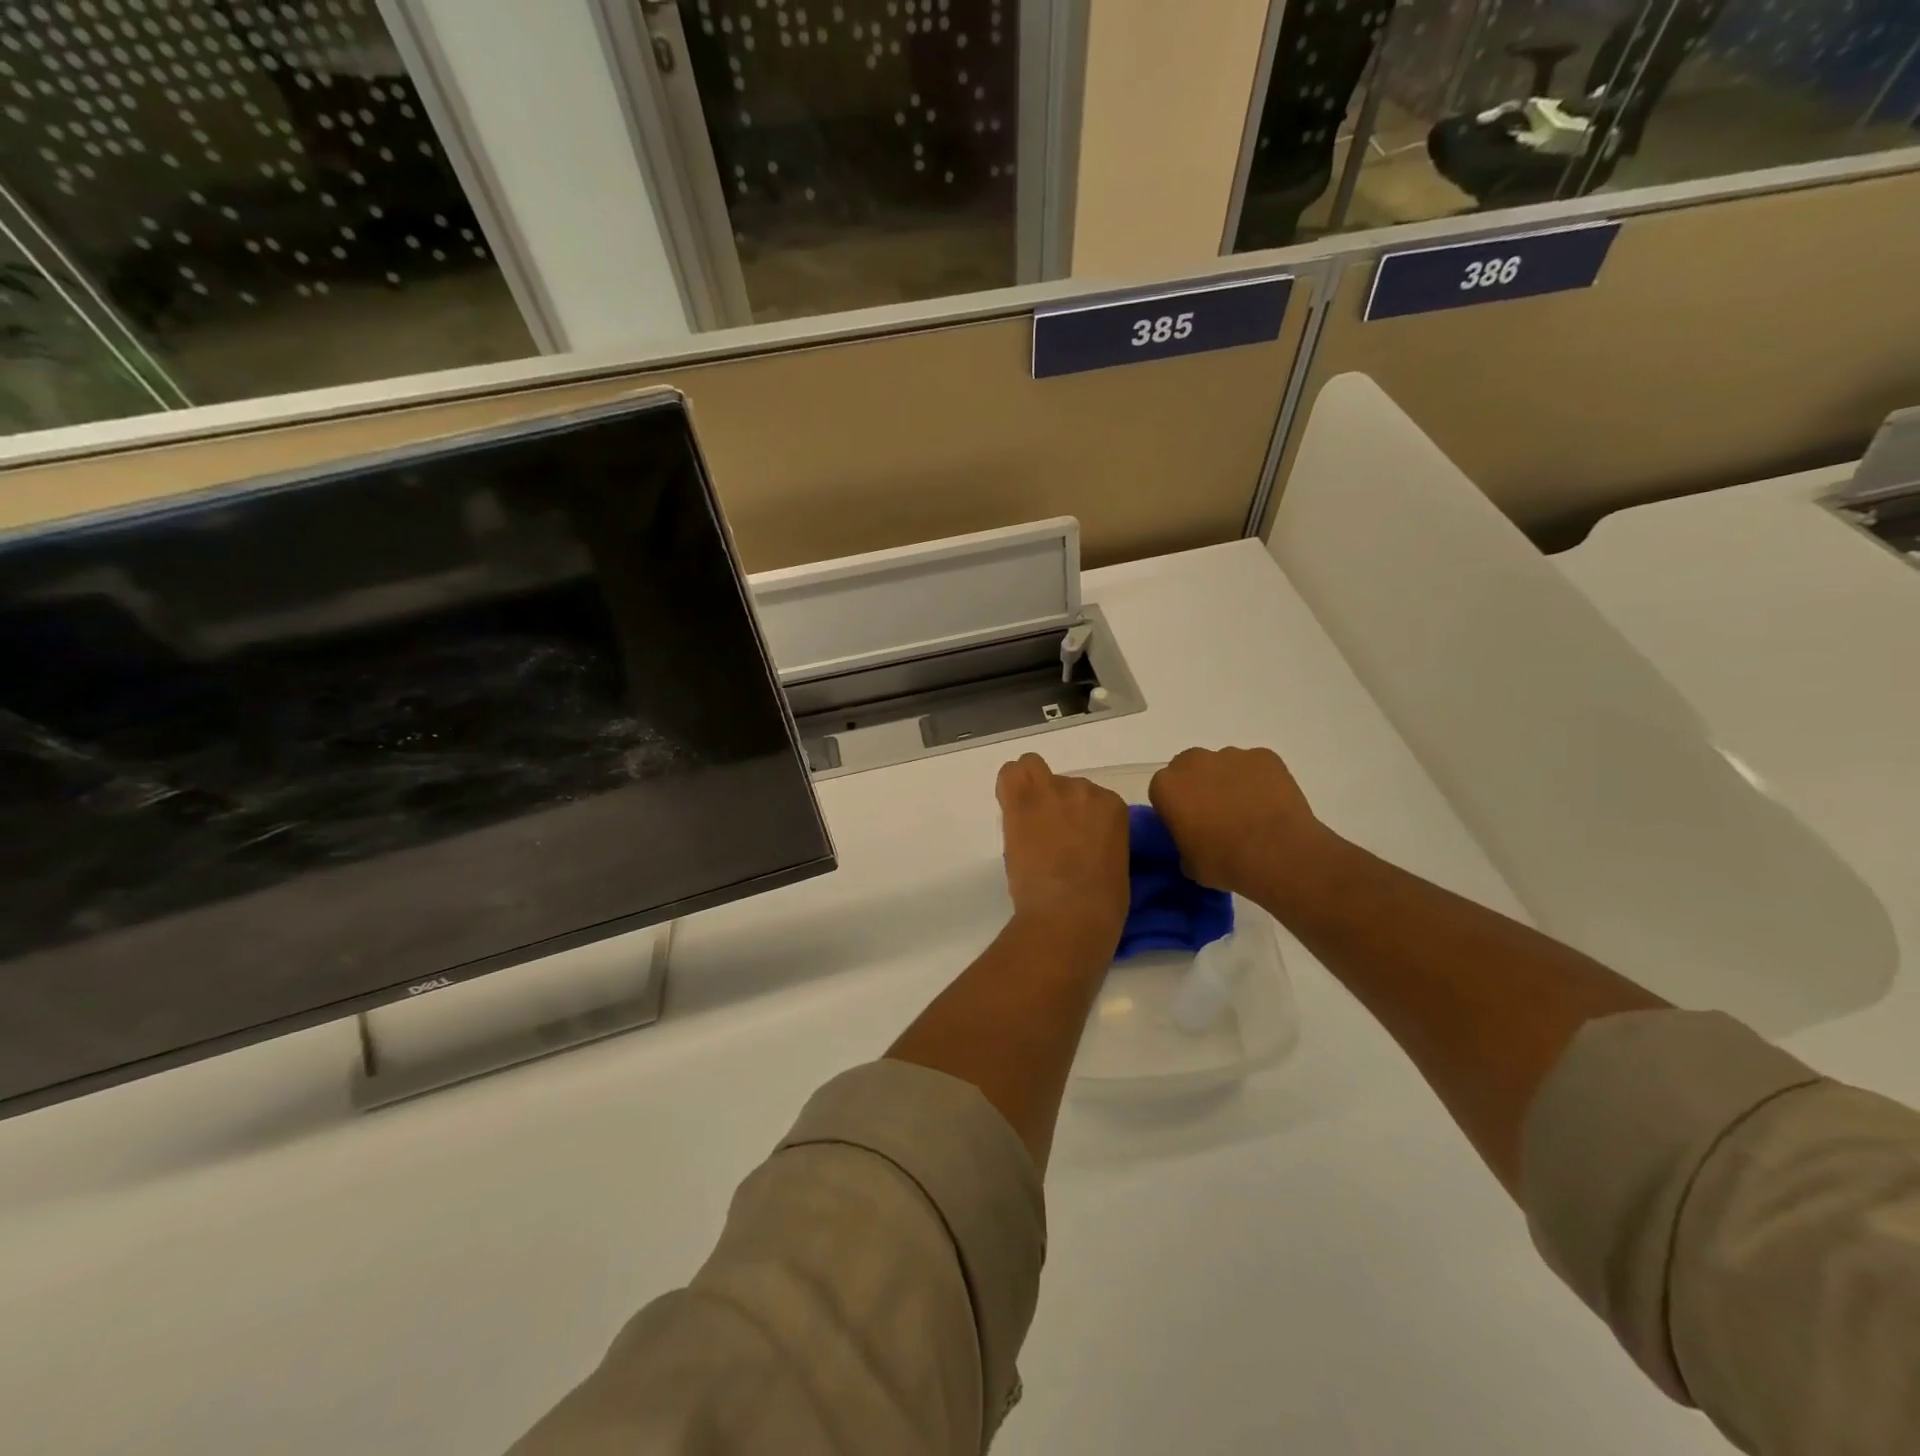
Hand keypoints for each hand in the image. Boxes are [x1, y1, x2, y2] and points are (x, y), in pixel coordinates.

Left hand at [996, 753, 1129, 951]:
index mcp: (1113, 807)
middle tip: (1047, 837)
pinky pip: (1010, 774)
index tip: (1071, 842)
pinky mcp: (1021, 801)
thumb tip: (1086, 845)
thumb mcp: (1117, 866)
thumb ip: (1103, 842)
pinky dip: (1007, 787)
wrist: (1069, 913)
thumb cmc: (1101, 904)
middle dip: (1055, 807)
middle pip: (1063, 785)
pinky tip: (1010, 811)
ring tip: (1027, 820)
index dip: (1077, 820)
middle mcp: (1085, 790)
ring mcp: (1051, 792)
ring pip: (1033, 769)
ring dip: (1030, 789)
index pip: (1090, 799)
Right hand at [1148, 746, 1333, 898]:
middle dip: (1199, 786)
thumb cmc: (1225, 862)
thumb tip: (1195, 841)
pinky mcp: (1264, 756)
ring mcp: (1231, 755)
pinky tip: (1271, 804)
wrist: (1278, 855)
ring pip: (1224, 765)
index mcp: (1166, 787)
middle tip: (1216, 815)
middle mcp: (1193, 762)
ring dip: (1230, 782)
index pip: (1162, 791)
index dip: (1176, 808)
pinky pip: (1256, 766)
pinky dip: (1260, 780)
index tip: (1189, 825)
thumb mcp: (1189, 865)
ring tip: (1249, 812)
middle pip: (1190, 768)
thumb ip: (1184, 844)